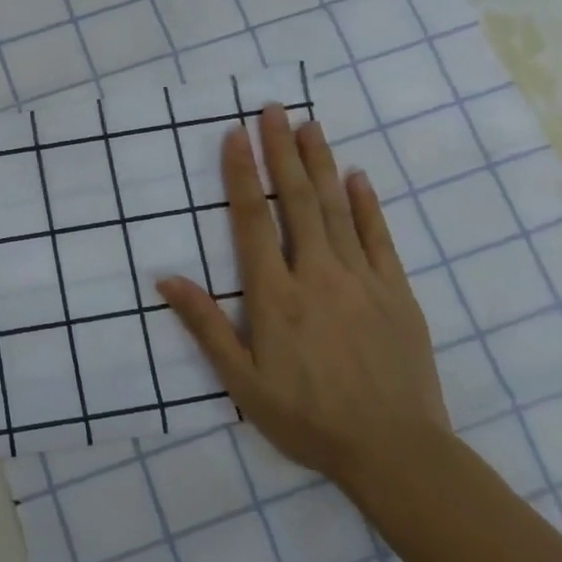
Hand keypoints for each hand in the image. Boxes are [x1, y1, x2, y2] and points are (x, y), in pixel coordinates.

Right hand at [156, 105, 453, 500]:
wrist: (396, 452)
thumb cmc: (307, 418)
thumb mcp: (242, 382)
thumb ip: (205, 326)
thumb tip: (165, 278)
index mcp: (274, 295)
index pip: (251, 220)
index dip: (241, 174)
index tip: (236, 134)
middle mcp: (316, 274)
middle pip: (295, 200)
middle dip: (282, 151)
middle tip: (273, 108)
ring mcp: (361, 279)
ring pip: (335, 208)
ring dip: (320, 163)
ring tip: (310, 125)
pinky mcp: (397, 292)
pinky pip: (379, 237)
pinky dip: (366, 204)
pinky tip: (357, 176)